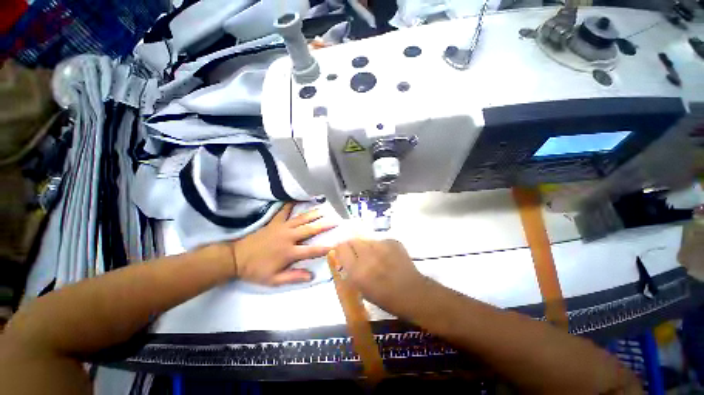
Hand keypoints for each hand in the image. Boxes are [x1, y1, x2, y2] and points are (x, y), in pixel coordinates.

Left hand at [231, 203, 336, 285]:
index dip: (324, 248)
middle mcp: (288, 237)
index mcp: (289, 252)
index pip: (311, 250)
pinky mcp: (274, 223)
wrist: (236, 258)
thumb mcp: (273, 280)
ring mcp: (281, 228)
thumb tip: (311, 275)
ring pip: (301, 219)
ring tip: (323, 209)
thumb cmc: (256, 270)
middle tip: (335, 220)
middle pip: (310, 230)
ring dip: (313, 214)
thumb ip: (293, 277)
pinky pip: (283, 211)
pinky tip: (295, 199)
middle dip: (324, 225)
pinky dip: (289, 205)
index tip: (336, 245)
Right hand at [334, 239, 426, 314]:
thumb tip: (344, 258)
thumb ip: (351, 271)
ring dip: (367, 247)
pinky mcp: (392, 241)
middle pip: (353, 240)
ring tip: (375, 256)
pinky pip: (380, 241)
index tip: (343, 252)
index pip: (341, 248)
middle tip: (358, 254)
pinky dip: (380, 247)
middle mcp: (367, 256)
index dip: (341, 249)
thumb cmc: (385, 298)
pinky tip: (387, 256)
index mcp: (357, 271)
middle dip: (353, 246)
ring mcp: (381, 246)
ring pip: (366, 240)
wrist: (412, 293)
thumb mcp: (362, 289)